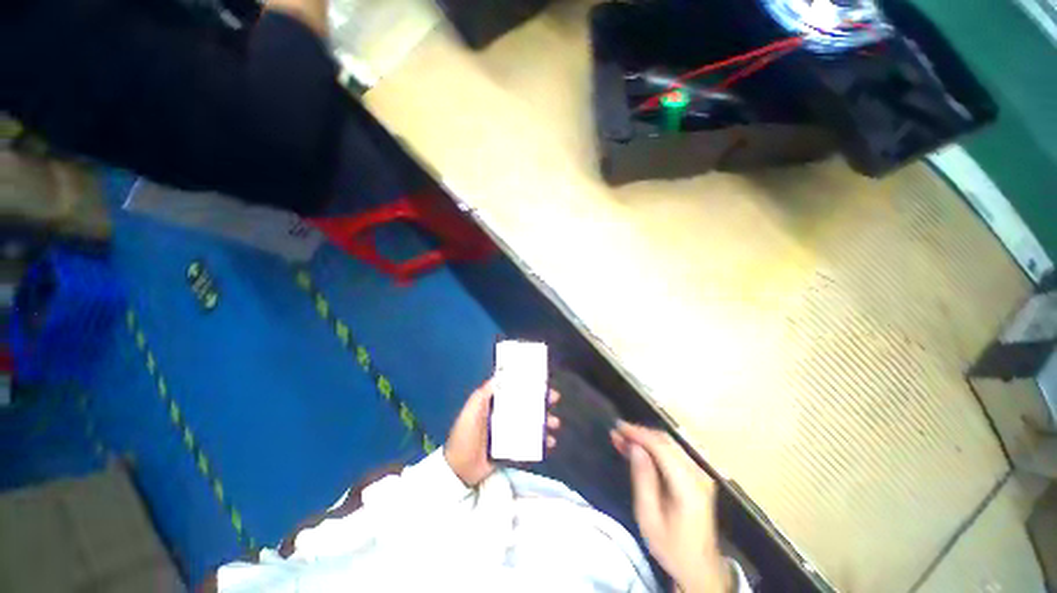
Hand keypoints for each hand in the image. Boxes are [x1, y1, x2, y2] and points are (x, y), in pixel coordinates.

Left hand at [444, 379, 560, 486]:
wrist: (459, 470)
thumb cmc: (465, 435)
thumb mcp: (472, 410)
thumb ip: (484, 393)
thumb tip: (499, 376)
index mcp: (494, 405)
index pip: (514, 391)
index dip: (528, 385)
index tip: (541, 380)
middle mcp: (504, 416)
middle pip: (526, 405)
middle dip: (542, 401)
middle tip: (554, 398)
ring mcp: (509, 434)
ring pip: (532, 423)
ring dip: (545, 421)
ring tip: (554, 423)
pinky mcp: (513, 450)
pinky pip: (531, 443)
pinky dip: (542, 442)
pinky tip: (550, 442)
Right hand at [611, 422, 729, 592]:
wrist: (701, 570)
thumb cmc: (671, 547)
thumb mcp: (649, 518)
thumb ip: (643, 479)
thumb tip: (635, 447)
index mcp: (689, 486)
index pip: (661, 447)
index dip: (638, 434)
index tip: (617, 427)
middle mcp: (699, 474)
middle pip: (666, 441)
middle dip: (639, 433)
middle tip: (617, 433)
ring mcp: (701, 474)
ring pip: (670, 444)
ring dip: (645, 438)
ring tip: (623, 438)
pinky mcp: (698, 477)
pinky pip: (674, 452)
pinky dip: (654, 446)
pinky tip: (639, 448)